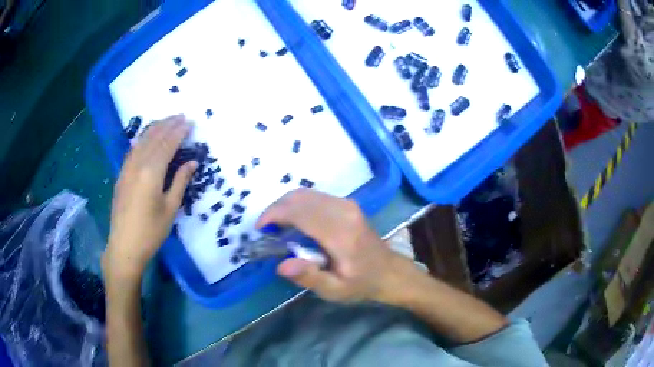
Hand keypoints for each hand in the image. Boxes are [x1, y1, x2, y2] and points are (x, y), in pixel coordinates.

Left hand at [104, 115, 196, 279]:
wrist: (124, 246)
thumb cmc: (151, 231)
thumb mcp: (170, 208)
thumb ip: (180, 181)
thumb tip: (192, 161)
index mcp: (152, 172)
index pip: (167, 144)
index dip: (179, 132)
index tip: (189, 122)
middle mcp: (137, 165)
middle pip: (154, 138)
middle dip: (168, 125)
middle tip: (180, 116)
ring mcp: (127, 169)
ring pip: (141, 141)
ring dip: (154, 129)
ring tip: (166, 121)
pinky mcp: (121, 175)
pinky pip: (133, 150)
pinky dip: (142, 140)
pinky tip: (147, 138)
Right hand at [257, 190, 414, 303]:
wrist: (389, 271)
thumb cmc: (361, 283)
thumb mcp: (335, 290)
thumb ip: (309, 277)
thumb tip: (281, 265)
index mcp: (340, 234)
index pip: (299, 213)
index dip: (274, 216)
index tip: (260, 229)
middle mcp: (343, 211)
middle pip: (299, 198)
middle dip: (276, 209)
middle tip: (266, 229)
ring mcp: (347, 204)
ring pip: (305, 193)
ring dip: (285, 205)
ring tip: (277, 226)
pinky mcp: (347, 203)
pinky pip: (314, 196)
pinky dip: (298, 204)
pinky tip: (294, 220)